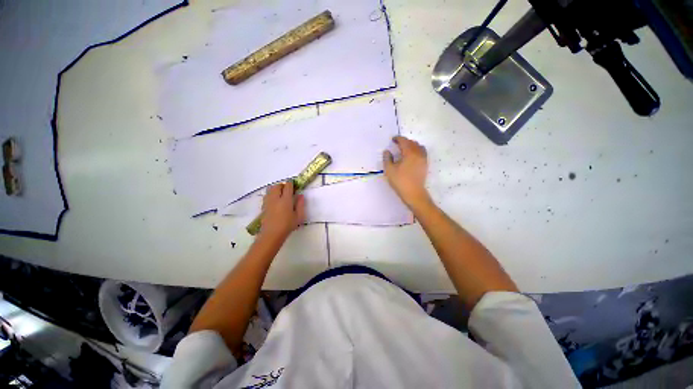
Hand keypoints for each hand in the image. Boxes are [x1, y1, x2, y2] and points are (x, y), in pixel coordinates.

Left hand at [259, 182, 305, 241]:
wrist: (272, 234)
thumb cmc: (287, 225)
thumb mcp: (299, 216)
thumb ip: (300, 204)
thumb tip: (300, 195)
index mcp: (286, 199)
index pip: (288, 186)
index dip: (291, 184)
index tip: (294, 186)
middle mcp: (276, 198)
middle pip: (277, 186)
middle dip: (283, 186)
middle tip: (288, 190)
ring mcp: (268, 202)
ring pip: (270, 189)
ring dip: (276, 189)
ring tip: (281, 195)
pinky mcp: (263, 206)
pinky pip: (267, 195)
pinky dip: (271, 195)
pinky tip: (275, 201)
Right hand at [383, 136, 430, 207]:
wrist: (413, 193)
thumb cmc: (400, 181)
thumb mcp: (389, 170)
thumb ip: (387, 159)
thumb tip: (387, 151)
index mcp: (409, 153)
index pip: (404, 141)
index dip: (398, 138)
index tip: (393, 139)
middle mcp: (418, 153)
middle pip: (412, 142)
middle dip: (404, 141)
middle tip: (397, 144)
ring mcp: (423, 159)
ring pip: (418, 146)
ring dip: (411, 145)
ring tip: (405, 149)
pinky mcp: (425, 165)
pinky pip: (422, 152)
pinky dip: (416, 150)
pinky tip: (411, 156)